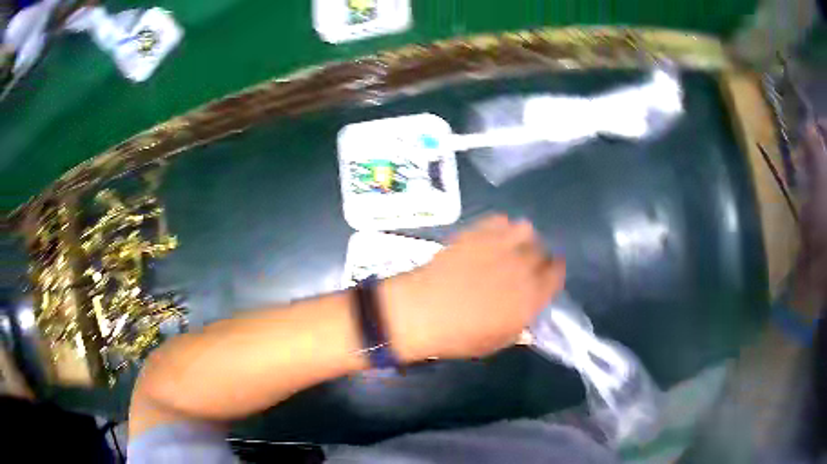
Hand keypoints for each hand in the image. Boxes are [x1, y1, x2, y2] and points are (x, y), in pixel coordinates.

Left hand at [381, 215, 565, 360]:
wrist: (422, 312)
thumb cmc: (460, 336)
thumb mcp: (497, 341)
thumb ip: (520, 326)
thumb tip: (527, 316)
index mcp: (532, 296)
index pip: (557, 274)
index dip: (553, 274)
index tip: (546, 277)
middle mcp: (523, 266)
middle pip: (543, 251)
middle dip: (538, 259)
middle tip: (524, 267)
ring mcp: (501, 246)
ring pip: (526, 230)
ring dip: (523, 239)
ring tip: (511, 248)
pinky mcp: (478, 233)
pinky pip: (501, 220)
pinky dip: (502, 227)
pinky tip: (492, 238)